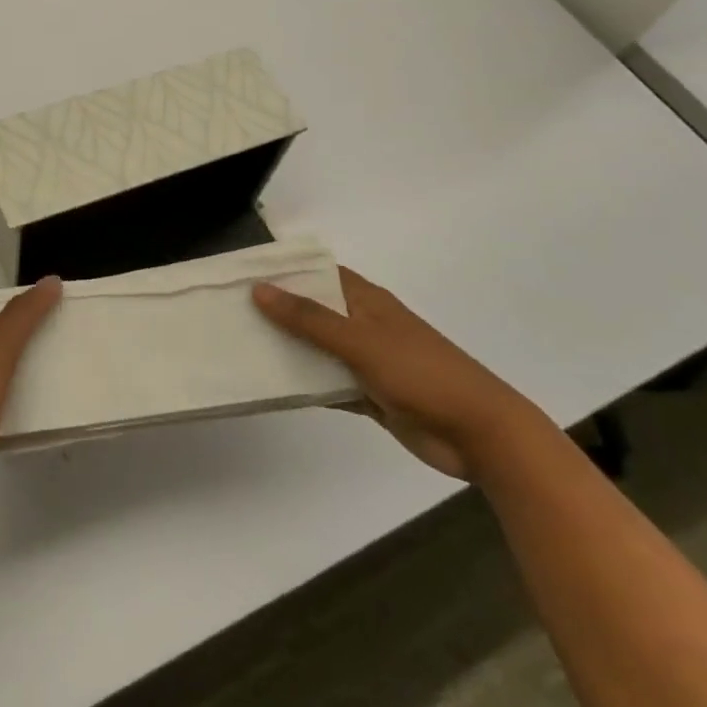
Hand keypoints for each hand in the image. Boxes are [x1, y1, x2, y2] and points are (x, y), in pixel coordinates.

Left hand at [0, 277, 61, 548]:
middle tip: (57, 327)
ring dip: (27, 372)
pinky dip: (29, 411)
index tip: (28, 297)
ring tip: (66, 362)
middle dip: (17, 334)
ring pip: (0, 381)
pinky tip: (56, 411)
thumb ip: (20, 320)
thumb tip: (49, 282)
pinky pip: (8, 417)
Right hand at [253, 267, 543, 478]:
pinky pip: (326, 384)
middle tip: (227, 313)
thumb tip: (260, 289)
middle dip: (276, 312)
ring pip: (316, 350)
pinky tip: (270, 387)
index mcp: (366, 301)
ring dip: (286, 350)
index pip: (317, 274)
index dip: (283, 271)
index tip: (239, 274)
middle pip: (312, 311)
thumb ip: (309, 318)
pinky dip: (303, 385)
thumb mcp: (361, 341)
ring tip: (238, 348)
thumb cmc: (422, 374)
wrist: (479, 435)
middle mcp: (363, 325)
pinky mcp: (369, 395)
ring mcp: (366, 361)